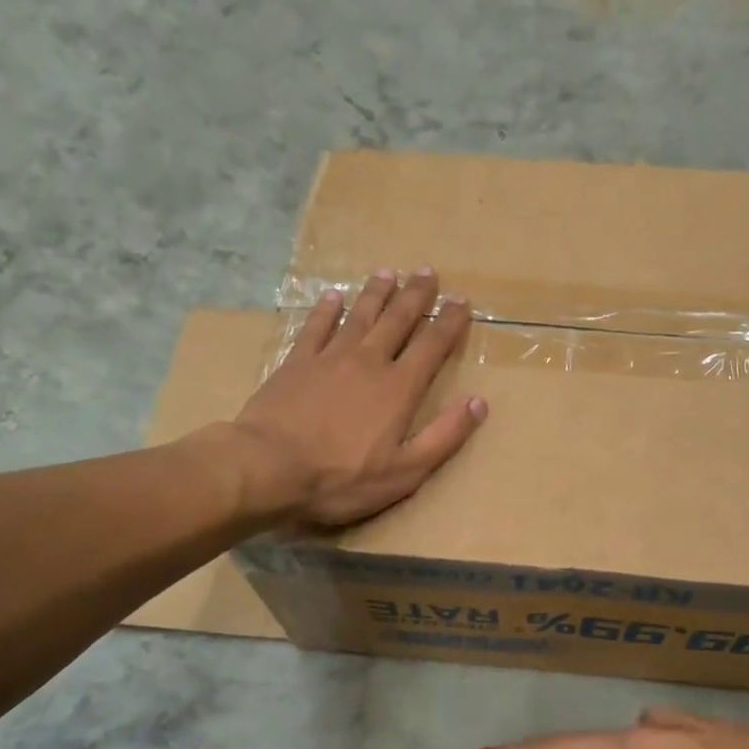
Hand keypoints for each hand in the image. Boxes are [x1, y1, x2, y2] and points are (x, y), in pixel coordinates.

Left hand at [232, 266, 486, 528]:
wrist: (269, 468)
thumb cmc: (341, 477)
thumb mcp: (406, 471)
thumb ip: (444, 435)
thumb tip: (478, 402)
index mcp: (399, 388)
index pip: (432, 346)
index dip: (449, 322)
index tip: (461, 300)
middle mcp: (368, 362)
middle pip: (397, 320)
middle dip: (415, 296)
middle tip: (427, 271)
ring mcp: (329, 358)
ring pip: (359, 315)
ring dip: (376, 293)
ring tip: (388, 272)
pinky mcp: (296, 363)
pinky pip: (315, 327)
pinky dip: (326, 310)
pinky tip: (333, 296)